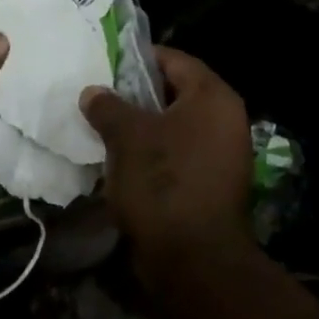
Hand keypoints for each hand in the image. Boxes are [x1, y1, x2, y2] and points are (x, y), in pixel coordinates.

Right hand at [79, 48, 251, 268]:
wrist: (194, 260)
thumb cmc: (163, 182)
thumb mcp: (126, 136)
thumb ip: (108, 106)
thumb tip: (93, 92)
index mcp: (213, 98)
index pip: (174, 60)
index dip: (139, 58)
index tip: (105, 63)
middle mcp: (225, 121)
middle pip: (174, 93)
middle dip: (135, 94)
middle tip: (99, 95)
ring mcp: (222, 156)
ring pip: (173, 127)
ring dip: (141, 127)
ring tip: (102, 127)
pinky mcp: (211, 185)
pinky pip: (177, 155)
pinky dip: (151, 153)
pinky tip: (119, 159)